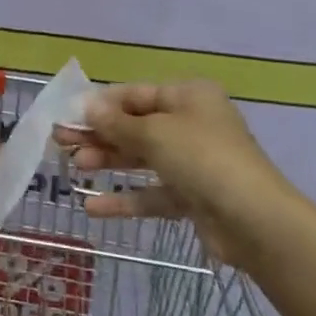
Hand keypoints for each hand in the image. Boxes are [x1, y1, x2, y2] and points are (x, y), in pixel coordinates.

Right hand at [51, 80, 293, 259]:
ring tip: (75, 167)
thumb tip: (88, 107)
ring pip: (142, 159)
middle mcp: (192, 124)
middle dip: (99, 134)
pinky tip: (93, 206)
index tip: (69, 114)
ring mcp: (194, 163)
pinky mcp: (193, 198)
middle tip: (61, 141)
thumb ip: (116, 122)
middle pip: (136, 126)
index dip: (102, 104)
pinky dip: (125, 198)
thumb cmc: (202, 158)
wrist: (254, 221)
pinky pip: (153, 193)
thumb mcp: (154, 133)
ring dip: (109, 162)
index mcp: (189, 97)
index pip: (136, 94)